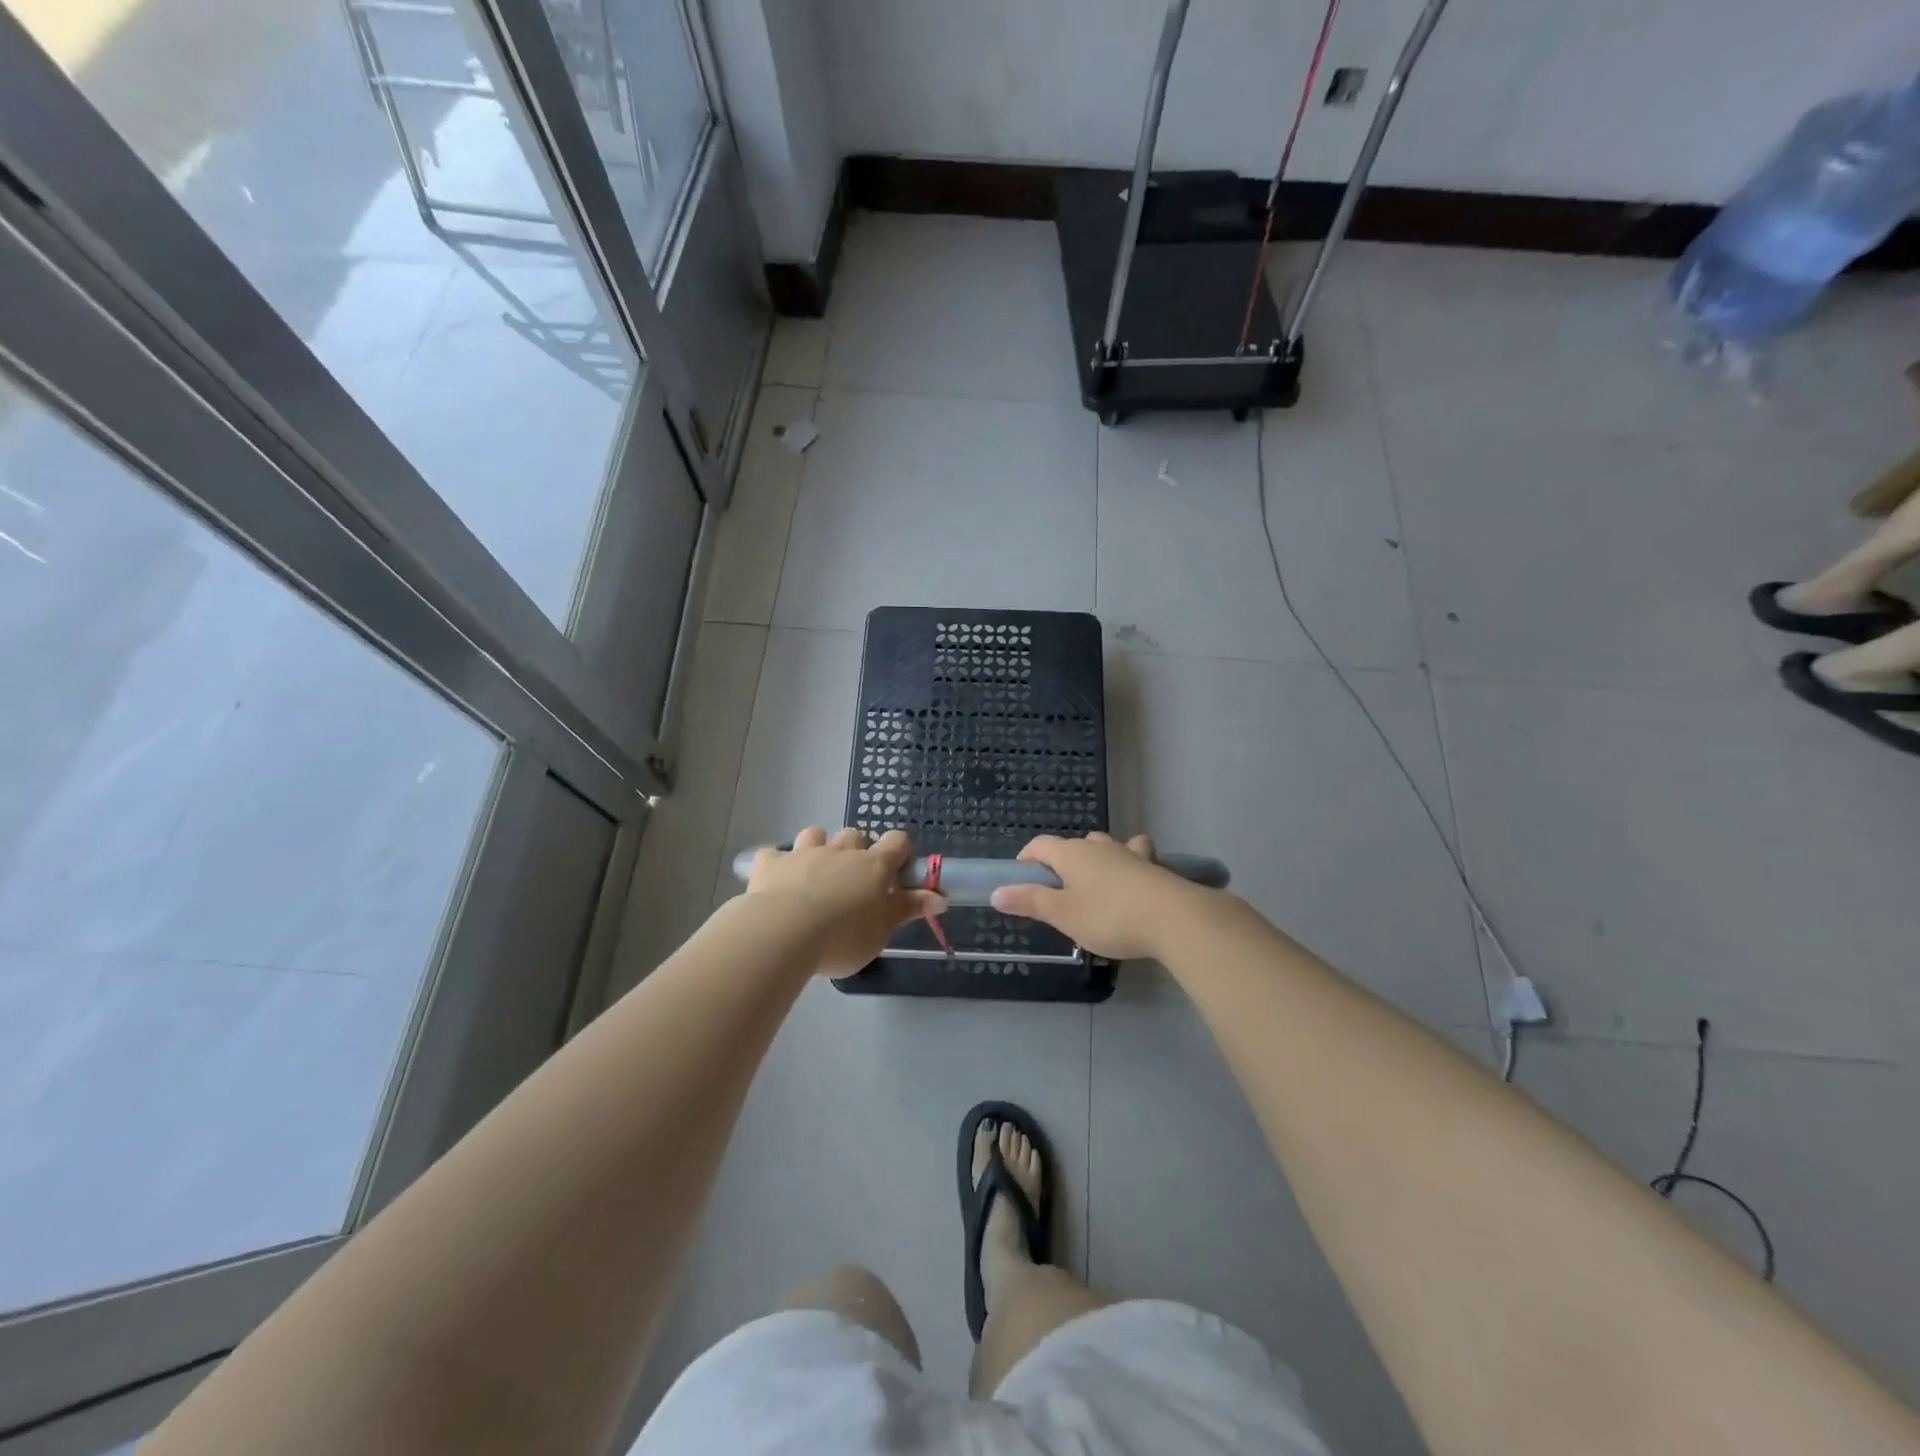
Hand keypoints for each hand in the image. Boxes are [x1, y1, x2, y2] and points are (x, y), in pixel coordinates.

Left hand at [746, 828, 945, 975]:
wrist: (783, 933)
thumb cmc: (843, 937)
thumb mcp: (883, 930)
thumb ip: (909, 909)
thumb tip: (941, 896)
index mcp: (873, 866)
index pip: (897, 841)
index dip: (900, 850)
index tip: (898, 869)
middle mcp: (841, 851)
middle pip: (855, 835)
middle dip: (856, 850)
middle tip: (853, 880)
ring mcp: (804, 853)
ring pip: (816, 834)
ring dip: (818, 847)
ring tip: (814, 874)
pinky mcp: (771, 863)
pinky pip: (773, 854)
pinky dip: (777, 864)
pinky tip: (775, 881)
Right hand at [990, 832, 1201, 960]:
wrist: (1174, 919)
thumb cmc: (1110, 916)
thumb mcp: (1063, 915)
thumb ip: (1029, 902)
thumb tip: (997, 892)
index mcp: (1071, 854)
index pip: (1040, 845)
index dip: (1026, 859)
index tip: (1020, 880)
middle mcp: (1099, 847)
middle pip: (1073, 845)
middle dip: (1062, 863)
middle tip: (1059, 892)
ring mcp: (1130, 854)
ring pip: (1106, 846)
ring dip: (1096, 859)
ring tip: (1094, 884)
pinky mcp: (1155, 867)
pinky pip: (1137, 856)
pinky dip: (1130, 864)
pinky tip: (1133, 882)